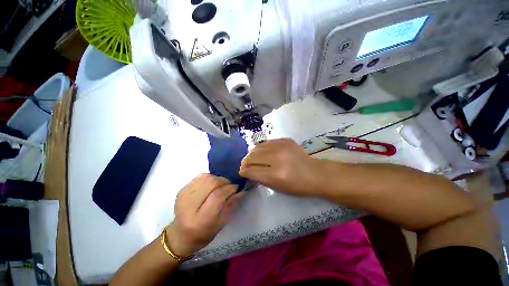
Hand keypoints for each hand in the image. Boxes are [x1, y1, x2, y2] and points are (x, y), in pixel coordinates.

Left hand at [165, 174, 243, 256]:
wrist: (181, 235)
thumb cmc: (204, 233)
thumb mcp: (221, 223)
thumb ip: (231, 204)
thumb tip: (242, 190)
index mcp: (200, 220)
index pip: (217, 196)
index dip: (229, 189)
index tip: (236, 188)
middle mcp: (189, 206)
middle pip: (211, 183)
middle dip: (224, 182)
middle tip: (229, 186)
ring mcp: (183, 195)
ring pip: (206, 177)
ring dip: (217, 179)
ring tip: (220, 185)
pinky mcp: (182, 190)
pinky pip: (200, 177)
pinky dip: (209, 178)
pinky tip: (211, 185)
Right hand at [239, 139, 320, 195]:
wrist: (314, 173)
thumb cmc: (297, 186)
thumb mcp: (277, 188)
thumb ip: (260, 178)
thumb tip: (248, 170)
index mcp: (276, 175)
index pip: (251, 170)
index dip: (244, 171)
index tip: (242, 171)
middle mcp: (277, 158)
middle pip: (252, 157)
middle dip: (245, 162)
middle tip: (244, 164)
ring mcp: (282, 146)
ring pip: (257, 147)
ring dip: (252, 153)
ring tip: (251, 157)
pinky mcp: (285, 140)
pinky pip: (266, 142)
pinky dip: (261, 148)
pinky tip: (261, 152)